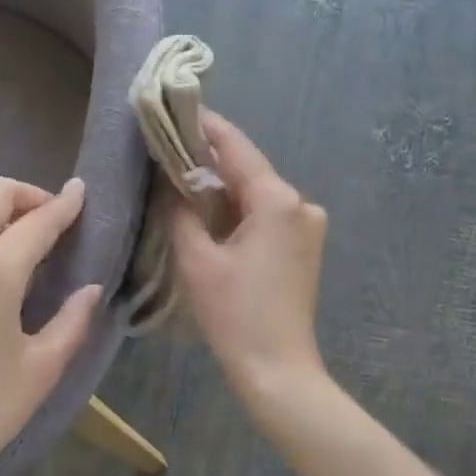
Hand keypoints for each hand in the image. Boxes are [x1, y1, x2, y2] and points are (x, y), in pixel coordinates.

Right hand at [172, 112, 328, 402]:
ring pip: (257, 192)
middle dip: (209, 160)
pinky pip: (268, 214)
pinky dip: (240, 210)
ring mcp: (309, 224)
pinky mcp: (306, 245)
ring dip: (223, 188)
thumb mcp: (197, 260)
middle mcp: (301, 202)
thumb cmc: (235, 314)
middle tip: (167, 148)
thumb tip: (170, 182)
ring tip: (180, 179)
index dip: (203, 125)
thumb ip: (181, 211)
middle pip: (248, 169)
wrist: (278, 369)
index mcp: (277, 199)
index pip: (235, 147)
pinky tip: (211, 213)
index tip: (174, 107)